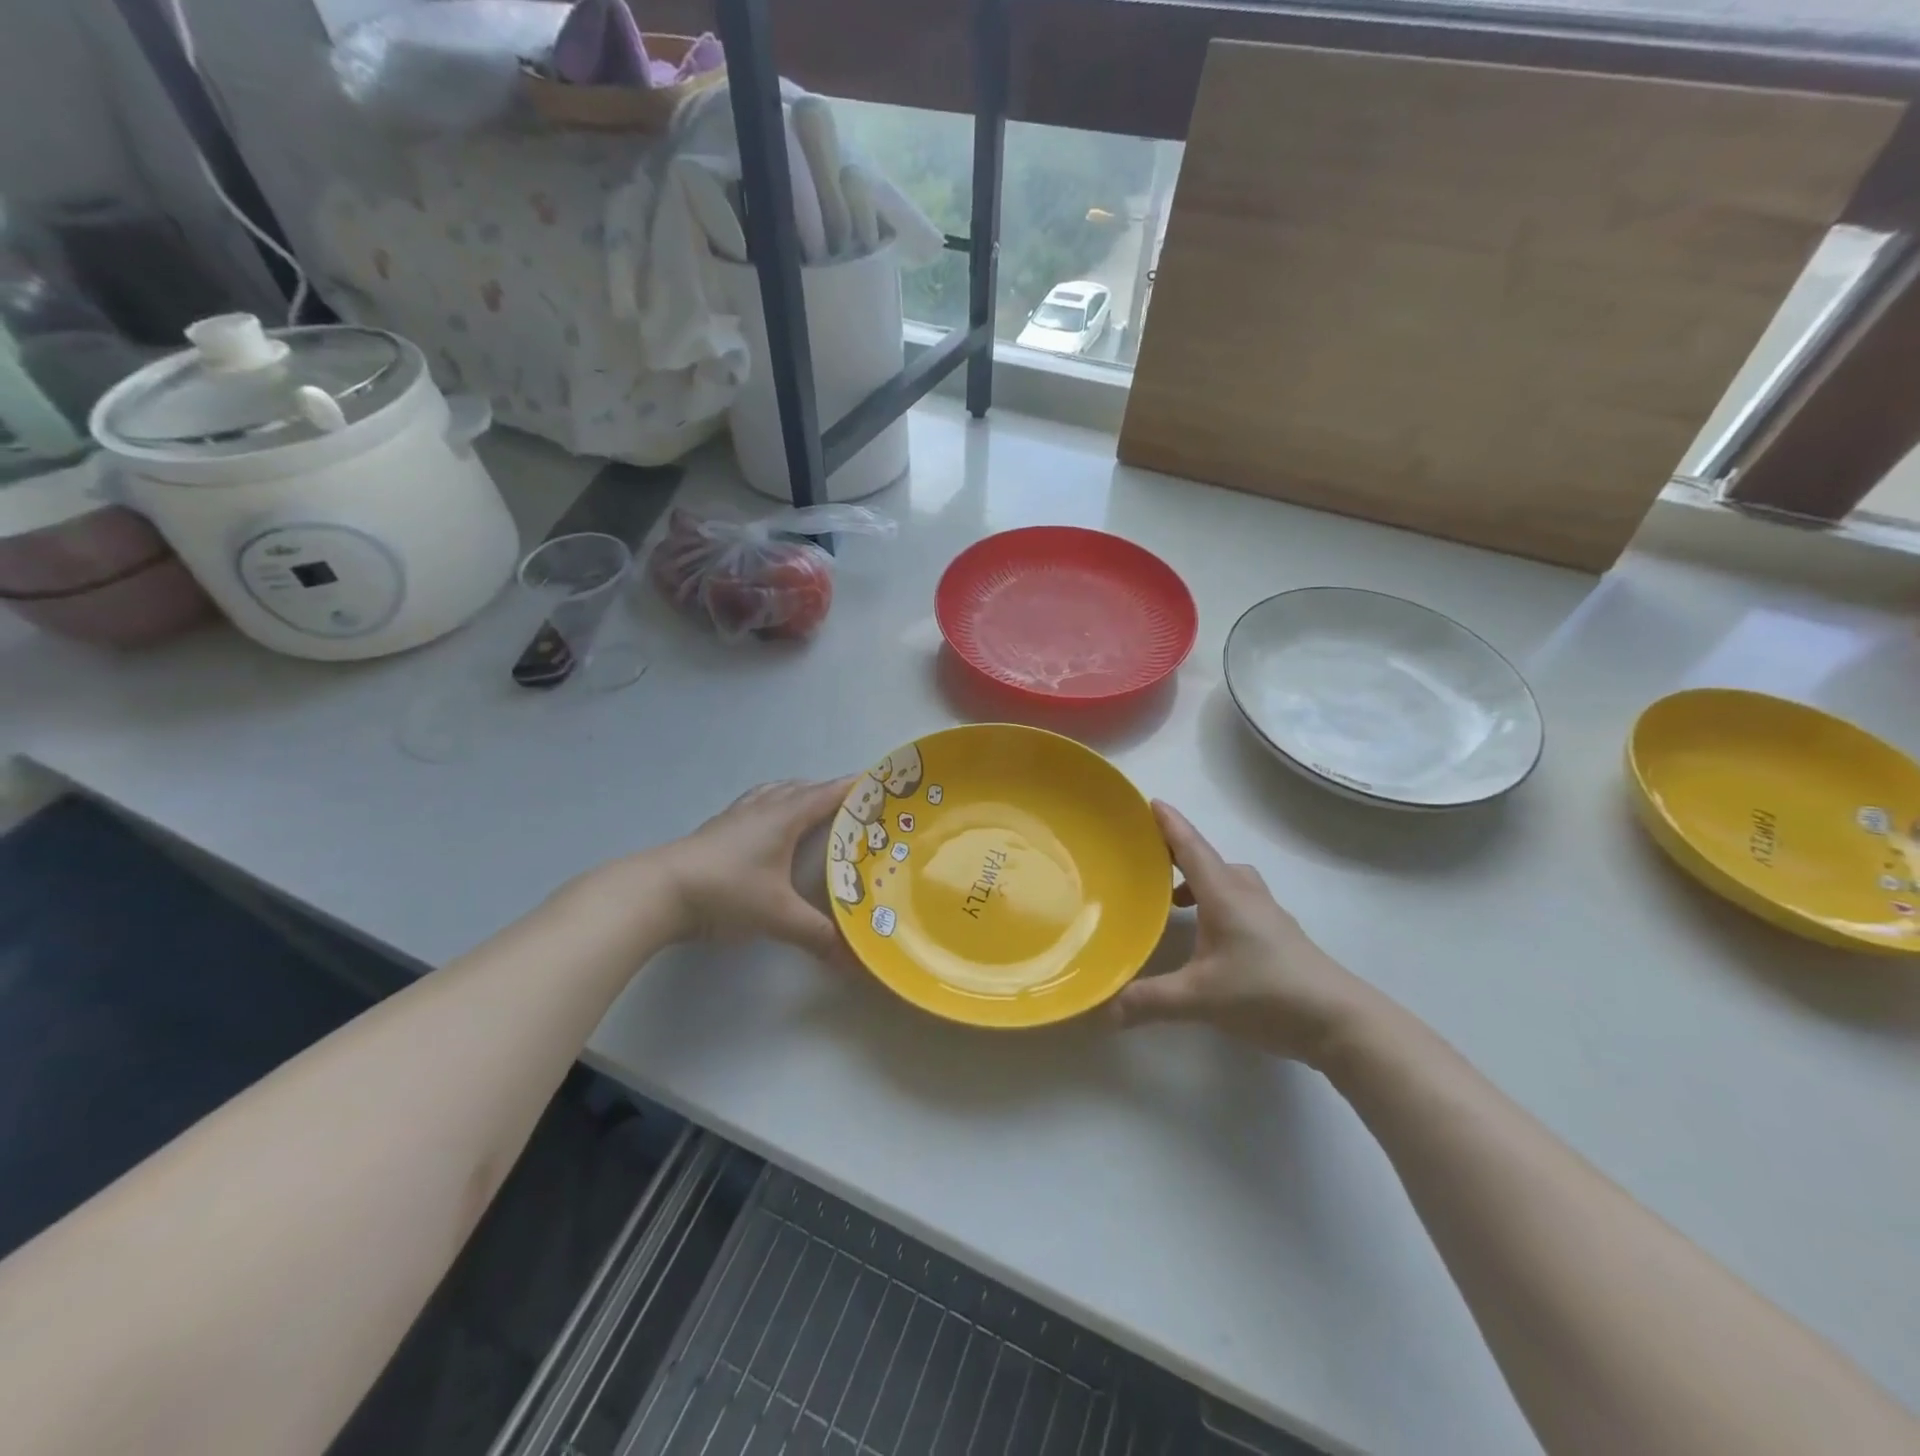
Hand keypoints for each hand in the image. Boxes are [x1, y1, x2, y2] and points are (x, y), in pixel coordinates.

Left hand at [653, 776, 855, 962]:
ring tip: (813, 807)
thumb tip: (852, 960)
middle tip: (854, 806)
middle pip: (802, 788)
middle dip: (829, 792)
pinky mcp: (717, 829)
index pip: (827, 794)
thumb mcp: (778, 916)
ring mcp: (736, 816)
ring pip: (775, 792)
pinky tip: (768, 825)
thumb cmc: (728, 892)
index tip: (880, 784)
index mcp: (785, 817)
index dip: (854, 788)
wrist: (659, 892)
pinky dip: (772, 805)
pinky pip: (755, 804)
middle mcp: (763, 808)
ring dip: (798, 794)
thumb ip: (817, 935)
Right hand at [1112, 802, 1374, 1064]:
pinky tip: (1206, 934)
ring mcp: (1267, 914)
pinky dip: (1215, 902)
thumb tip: (1101, 1009)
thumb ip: (1148, 1001)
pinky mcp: (1279, 936)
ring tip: (1173, 898)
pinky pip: (1239, 901)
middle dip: (1178, 852)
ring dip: (1199, 879)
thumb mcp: (1199, 999)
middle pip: (1208, 860)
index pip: (1191, 848)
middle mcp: (1245, 895)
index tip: (1149, 801)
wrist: (1340, 1021)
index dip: (1169, 825)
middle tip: (1148, 854)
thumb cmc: (1267, 993)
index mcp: (1224, 895)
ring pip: (1228, 881)